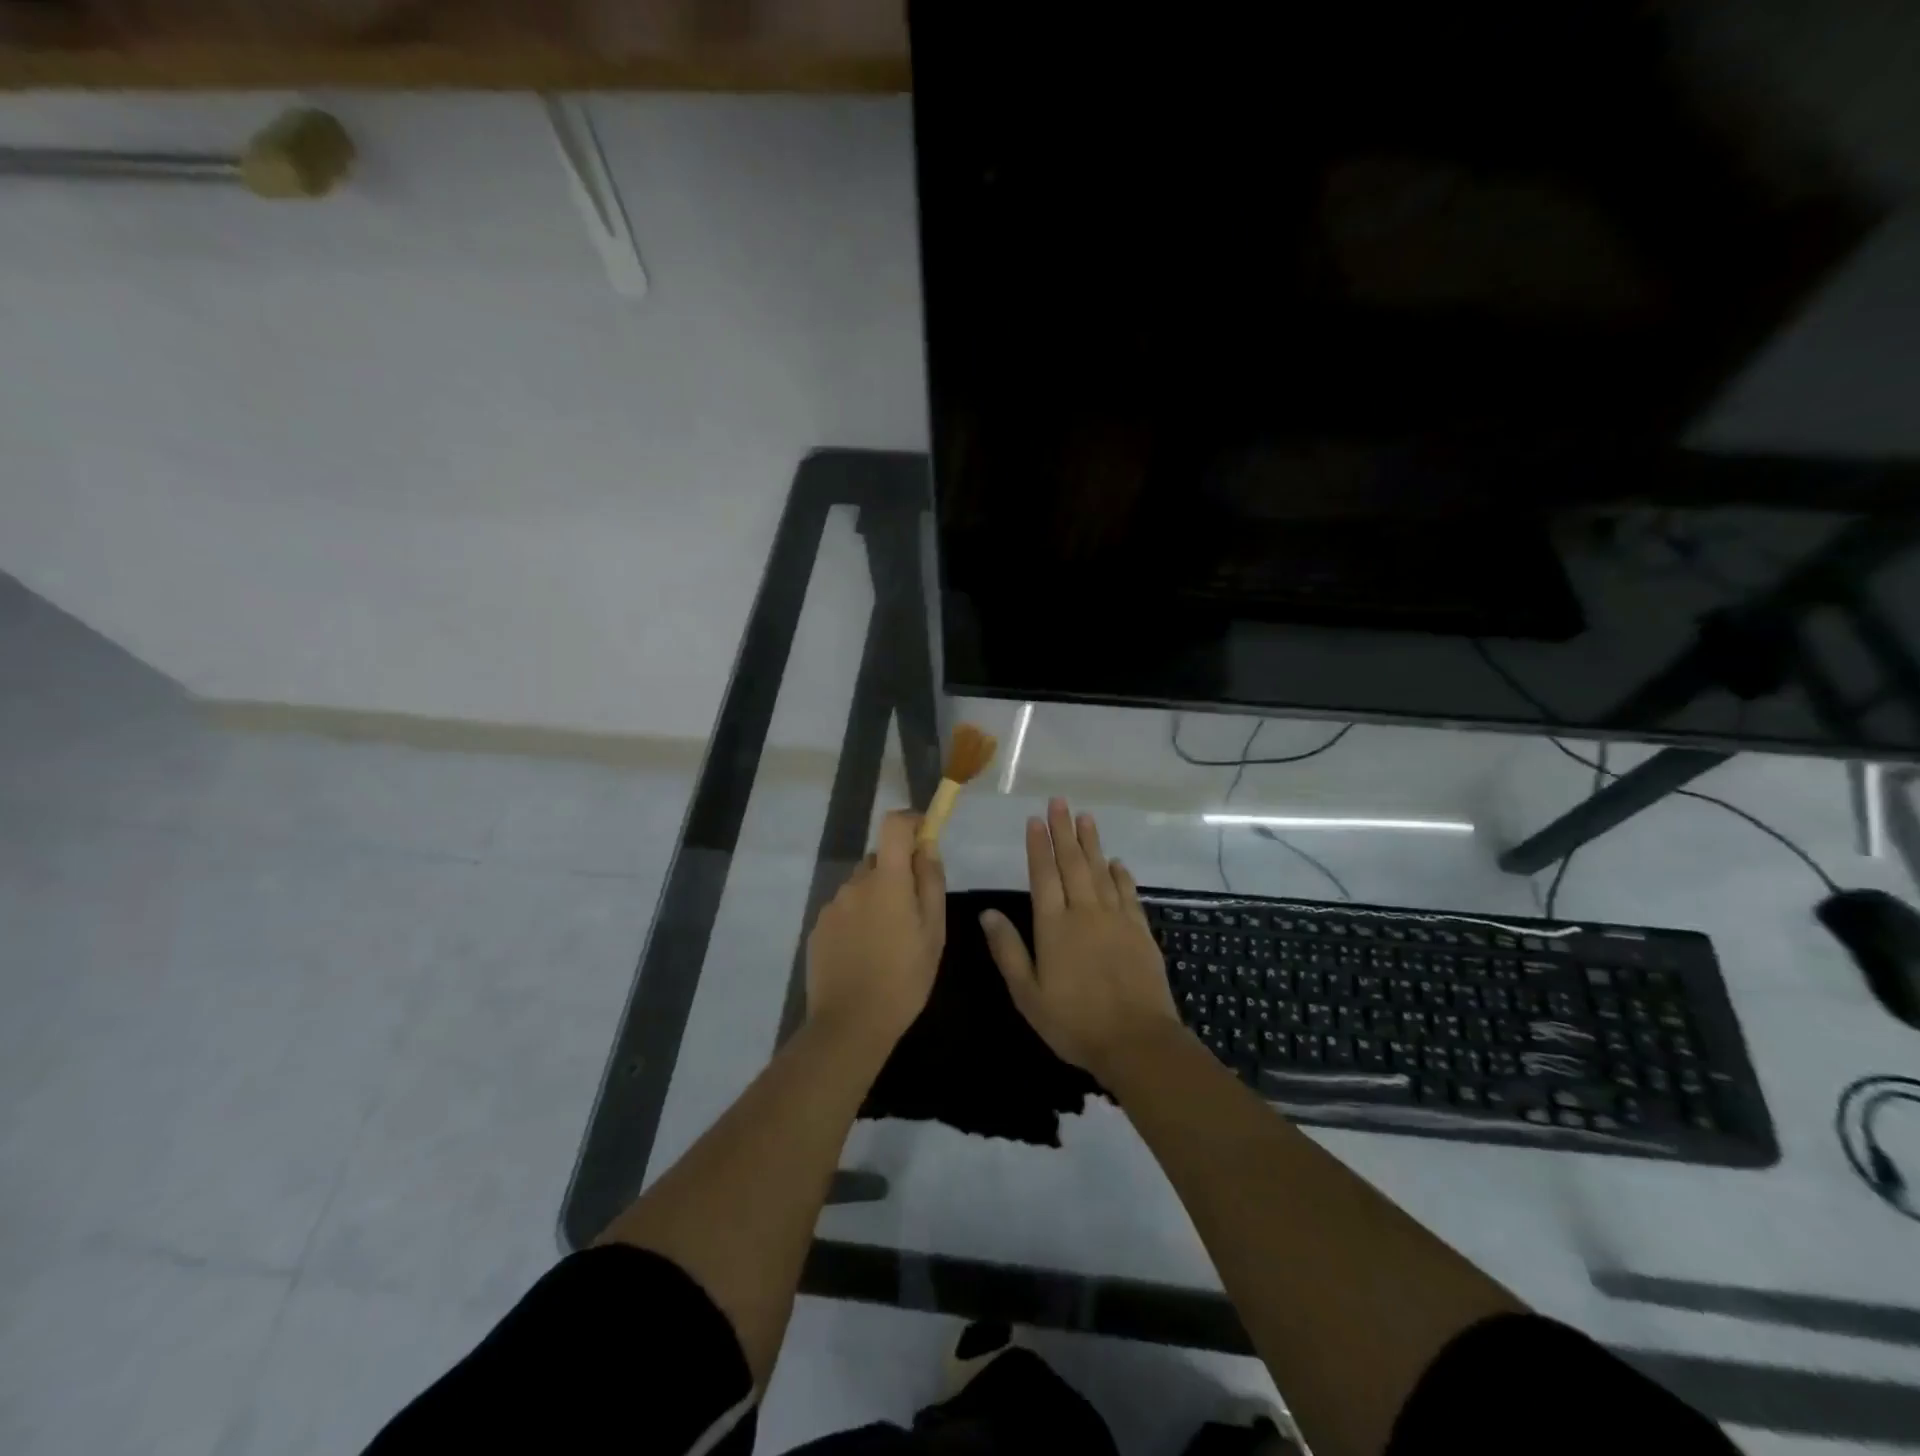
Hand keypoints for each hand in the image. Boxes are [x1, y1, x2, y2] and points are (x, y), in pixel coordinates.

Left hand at [807, 810, 946, 1042]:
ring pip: (861, 887)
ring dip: (876, 899)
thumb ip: (930, 882)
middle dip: (897, 875)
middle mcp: (855, 883)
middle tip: (913, 914)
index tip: (925, 840)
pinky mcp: (817, 928)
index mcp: (886, 879)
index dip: (911, 823)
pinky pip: (845, 910)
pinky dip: (858, 920)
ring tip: (888, 942)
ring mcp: (832, 906)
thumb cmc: (904, 978)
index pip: (893, 824)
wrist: (850, 1025)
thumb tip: (927, 846)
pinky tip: (865, 954)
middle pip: (879, 859)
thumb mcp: (934, 932)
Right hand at [980, 798, 1179, 1080]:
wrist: (1137, 1041)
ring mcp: (1116, 919)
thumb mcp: (1028, 994)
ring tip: (1086, 817)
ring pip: (1101, 871)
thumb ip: (1008, 950)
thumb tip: (987, 913)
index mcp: (1054, 926)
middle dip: (1064, 831)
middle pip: (1073, 863)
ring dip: (1092, 843)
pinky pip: (1128, 893)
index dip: (1038, 846)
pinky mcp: (1140, 930)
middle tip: (1060, 802)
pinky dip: (1121, 875)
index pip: (1043, 875)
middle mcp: (1084, 912)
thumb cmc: (1074, 1022)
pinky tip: (1117, 862)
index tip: (1035, 820)